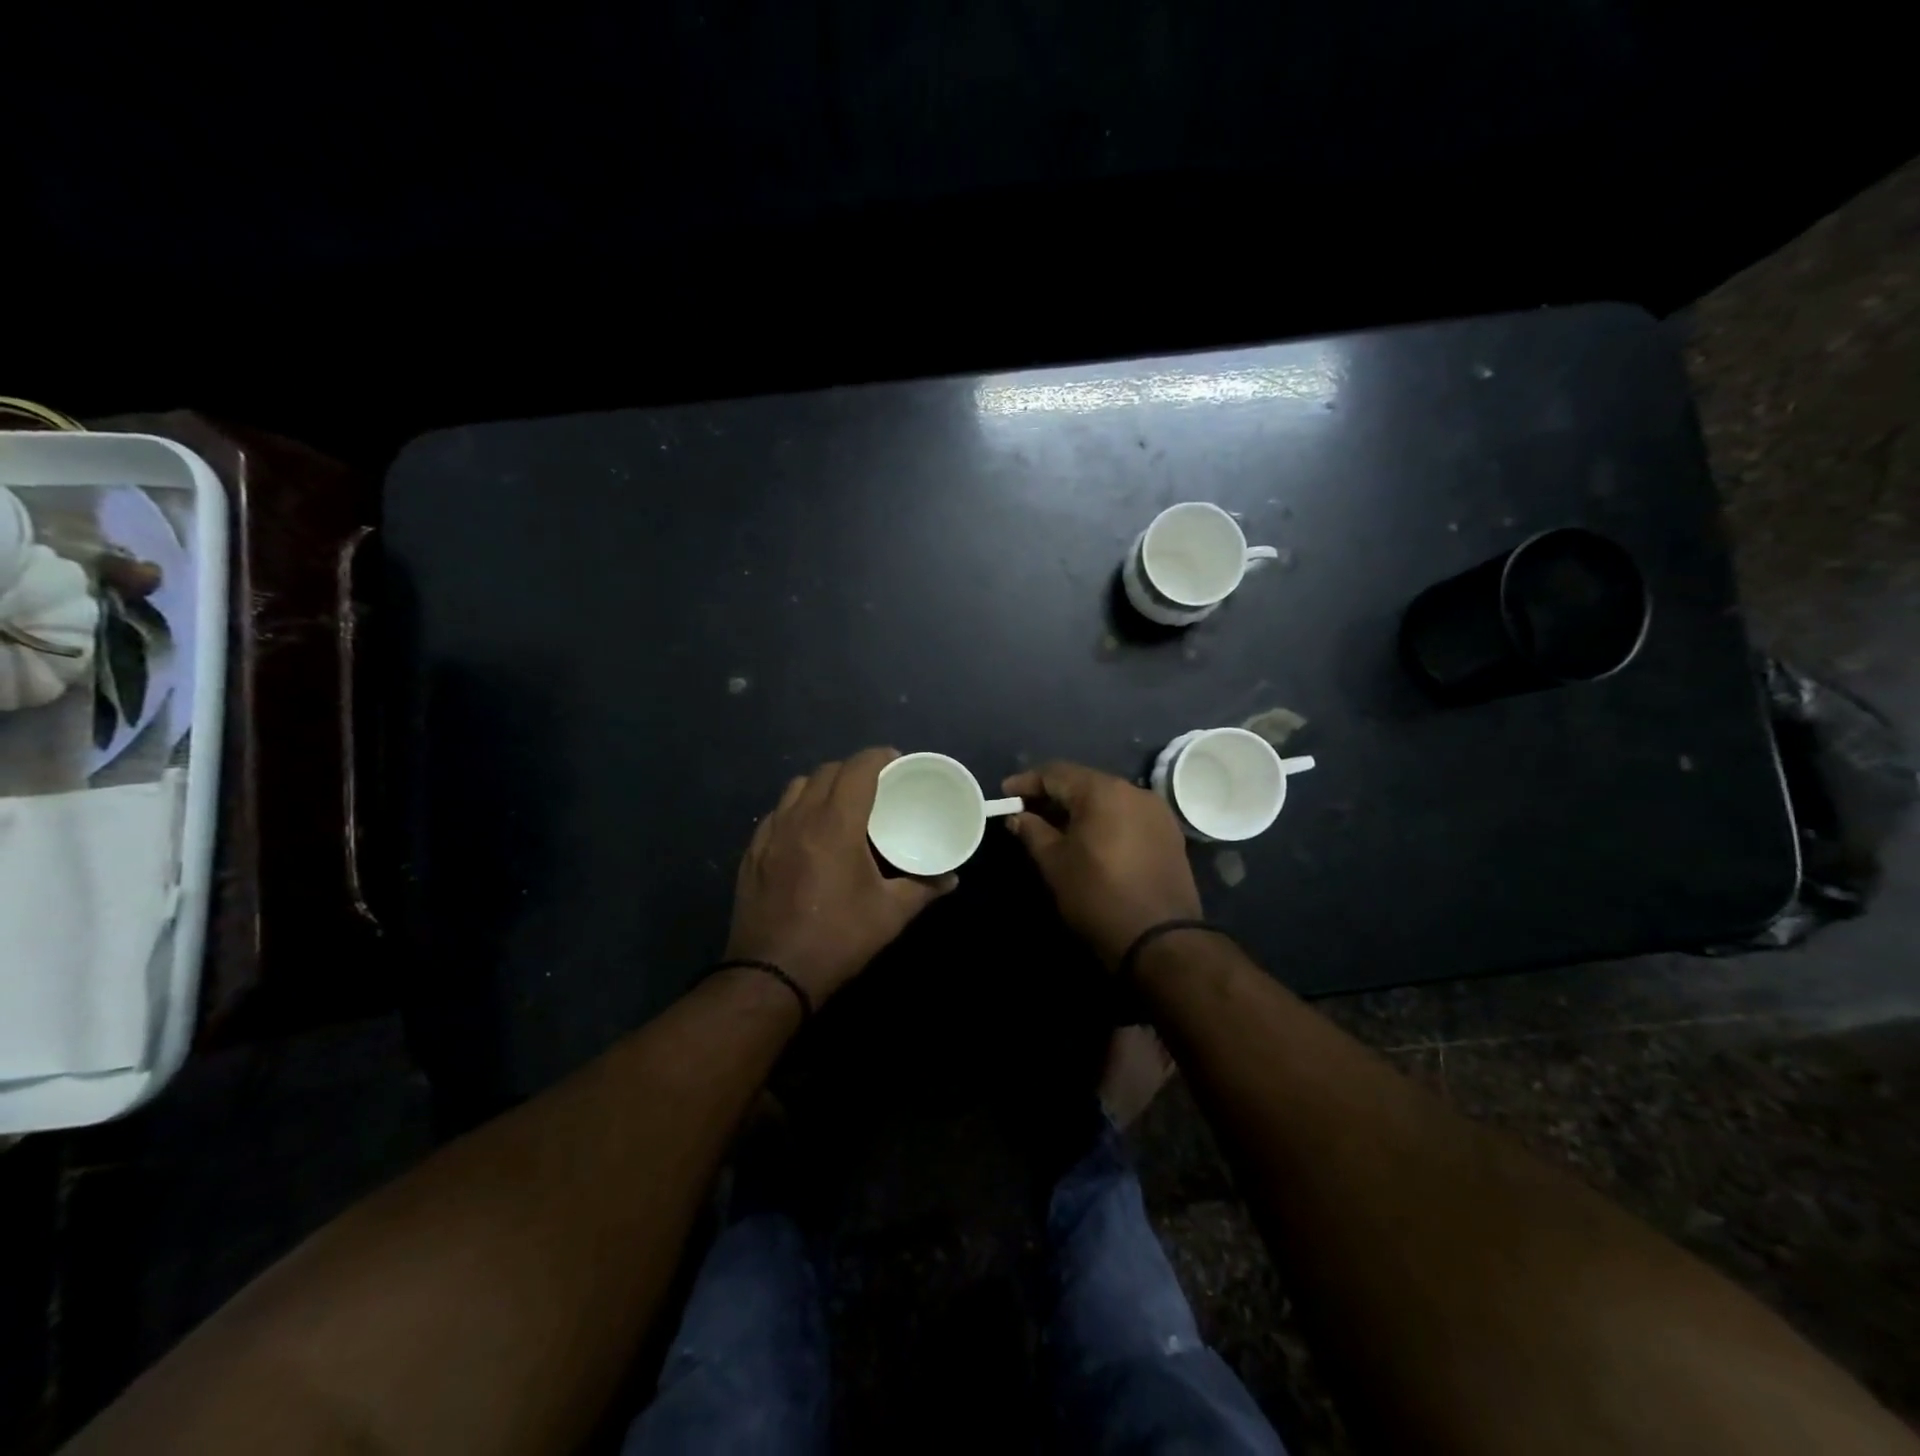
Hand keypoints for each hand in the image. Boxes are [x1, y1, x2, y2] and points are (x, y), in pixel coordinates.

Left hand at [727, 747, 955, 1003]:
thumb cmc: (837, 939)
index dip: (879, 757)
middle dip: (853, 770)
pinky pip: (777, 814)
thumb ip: (924, 889)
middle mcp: (799, 818)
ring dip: (822, 785)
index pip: (857, 768)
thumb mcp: (890, 915)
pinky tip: (807, 833)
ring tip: (840, 805)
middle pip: (827, 772)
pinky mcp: (752, 853)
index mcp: (835, 824)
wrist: (772, 976)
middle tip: (875, 787)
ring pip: (796, 787)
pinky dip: (796, 810)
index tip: (896, 762)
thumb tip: (951, 880)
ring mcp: (770, 834)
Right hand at [1002, 760, 1201, 968]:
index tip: (1005, 795)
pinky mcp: (1169, 834)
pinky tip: (1089, 839)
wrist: (1160, 939)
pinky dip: (1104, 820)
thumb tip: (1017, 816)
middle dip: (1053, 795)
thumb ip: (1032, 831)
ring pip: (1107, 798)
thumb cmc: (1098, 896)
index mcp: (1103, 791)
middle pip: (1084, 782)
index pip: (1056, 773)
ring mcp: (1156, 812)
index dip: (1027, 782)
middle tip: (1026, 812)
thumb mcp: (1055, 864)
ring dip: (1079, 808)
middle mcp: (1134, 791)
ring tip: (1055, 827)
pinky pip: (1127, 815)